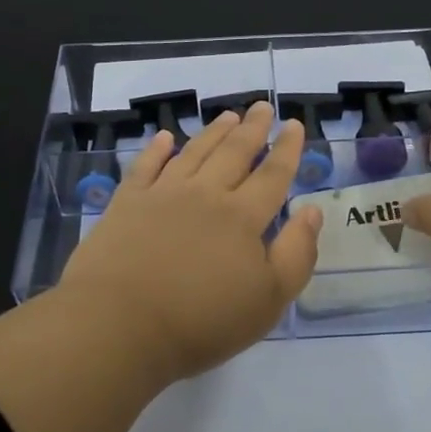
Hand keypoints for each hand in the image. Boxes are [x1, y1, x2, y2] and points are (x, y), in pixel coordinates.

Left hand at [57, 102, 322, 381]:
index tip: (294, 124)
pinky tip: (165, 138)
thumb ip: (296, 253)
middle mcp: (205, 194)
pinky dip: (157, 149)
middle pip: (234, 153)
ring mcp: (163, 195)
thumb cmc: (201, 321)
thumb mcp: (268, 300)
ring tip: (228, 116)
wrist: (119, 324)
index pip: (272, 175)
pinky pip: (146, 166)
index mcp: (242, 217)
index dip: (287, 149)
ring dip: (213, 132)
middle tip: (262, 106)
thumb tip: (311, 210)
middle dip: (252, 129)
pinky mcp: (127, 203)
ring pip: (194, 152)